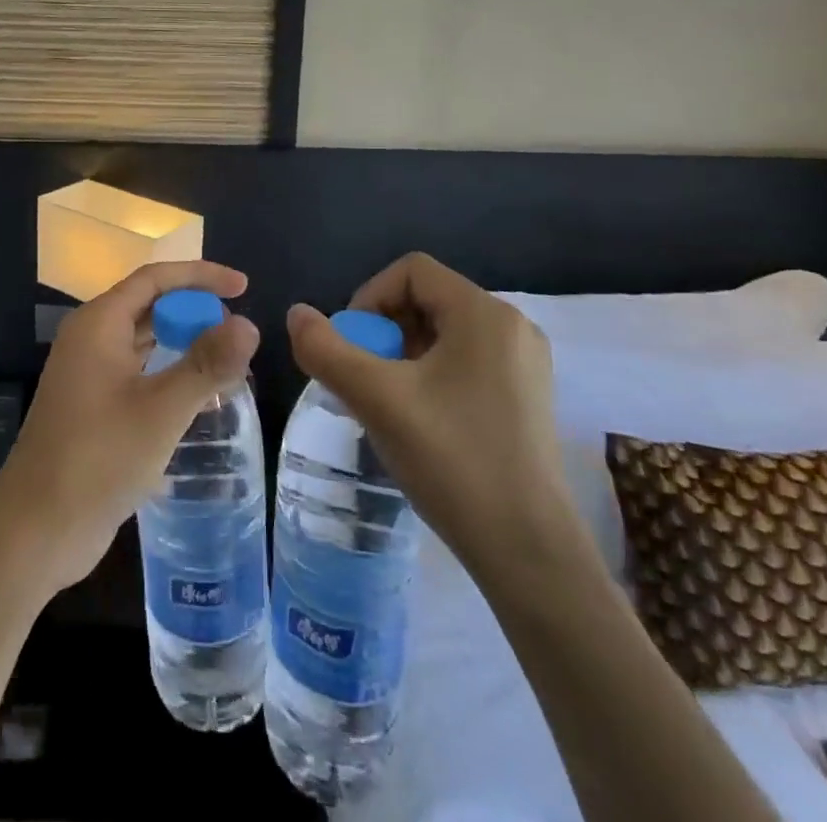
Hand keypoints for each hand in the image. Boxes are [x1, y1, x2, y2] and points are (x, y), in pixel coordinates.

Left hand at [0, 261, 259, 597]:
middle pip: (149, 305)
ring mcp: (89, 372)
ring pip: (143, 340)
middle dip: (193, 310)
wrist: (37, 528)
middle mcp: (91, 338)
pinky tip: (198, 395)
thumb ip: (205, 365)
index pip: (154, 279)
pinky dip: (169, 371)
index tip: (243, 286)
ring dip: (183, 342)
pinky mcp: (93, 404)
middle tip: (238, 332)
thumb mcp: (160, 411)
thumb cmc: (98, 459)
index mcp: (99, 324)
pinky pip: (138, 370)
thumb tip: (249, 325)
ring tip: (227, 358)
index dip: (200, 276)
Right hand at [287, 253, 586, 577]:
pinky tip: (418, 420)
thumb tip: (296, 314)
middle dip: (383, 330)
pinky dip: (429, 375)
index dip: (368, 298)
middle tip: (364, 379)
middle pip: (426, 300)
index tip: (353, 347)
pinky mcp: (526, 397)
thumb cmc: (453, 461)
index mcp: (484, 314)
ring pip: (442, 333)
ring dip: (401, 355)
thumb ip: (325, 349)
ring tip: (385, 402)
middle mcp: (512, 327)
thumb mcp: (376, 399)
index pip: (410, 271)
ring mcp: (525, 365)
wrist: (529, 554)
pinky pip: (464, 361)